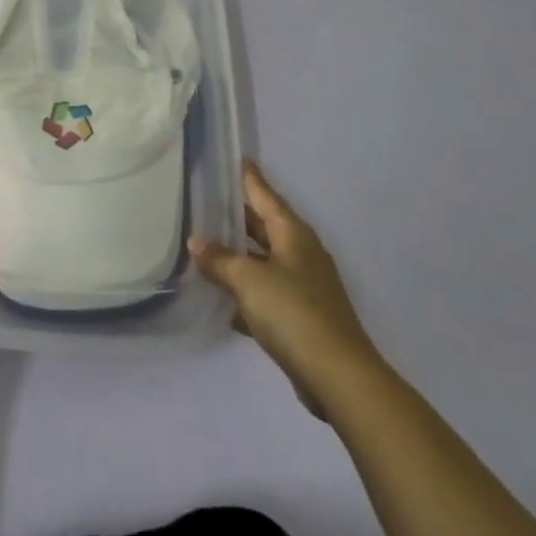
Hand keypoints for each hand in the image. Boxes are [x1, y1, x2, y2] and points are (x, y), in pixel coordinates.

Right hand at [190, 161, 376, 416]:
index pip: (267, 197)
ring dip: (240, 258)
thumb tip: (197, 241)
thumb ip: (220, 260)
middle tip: (210, 203)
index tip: (241, 159)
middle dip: (240, 219)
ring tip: (208, 250)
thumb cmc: (293, 312)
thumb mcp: (247, 280)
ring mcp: (305, 287)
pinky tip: (225, 304)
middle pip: (265, 228)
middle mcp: (301, 255)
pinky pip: (268, 295)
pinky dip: (248, 294)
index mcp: (293, 235)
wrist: (338, 376)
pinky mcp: (302, 318)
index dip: (251, 179)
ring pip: (265, 262)